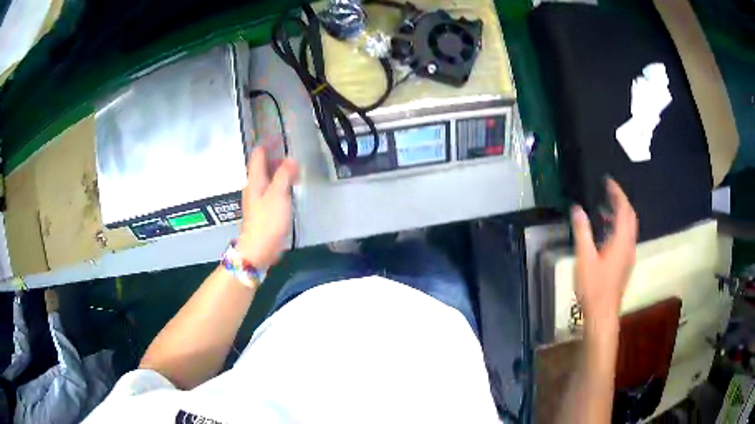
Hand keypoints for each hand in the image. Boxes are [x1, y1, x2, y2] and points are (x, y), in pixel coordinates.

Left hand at [236, 147, 297, 268]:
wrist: (259, 248)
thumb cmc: (267, 220)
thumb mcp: (278, 194)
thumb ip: (284, 175)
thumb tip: (291, 159)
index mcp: (254, 179)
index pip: (257, 154)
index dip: (268, 144)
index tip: (281, 137)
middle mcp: (254, 186)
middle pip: (262, 166)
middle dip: (276, 157)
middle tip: (293, 154)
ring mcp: (257, 199)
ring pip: (267, 179)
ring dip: (279, 171)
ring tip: (295, 170)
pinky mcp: (263, 210)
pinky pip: (271, 191)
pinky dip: (280, 185)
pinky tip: (291, 189)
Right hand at [571, 179, 637, 328]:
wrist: (602, 313)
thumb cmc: (593, 286)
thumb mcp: (584, 258)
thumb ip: (582, 231)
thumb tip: (577, 209)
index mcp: (621, 240)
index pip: (624, 209)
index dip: (618, 193)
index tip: (608, 181)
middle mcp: (629, 245)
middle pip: (630, 217)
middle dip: (621, 201)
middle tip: (608, 191)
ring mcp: (629, 255)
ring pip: (629, 228)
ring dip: (620, 214)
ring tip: (604, 208)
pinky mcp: (625, 264)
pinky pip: (626, 237)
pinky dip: (618, 227)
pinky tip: (605, 232)